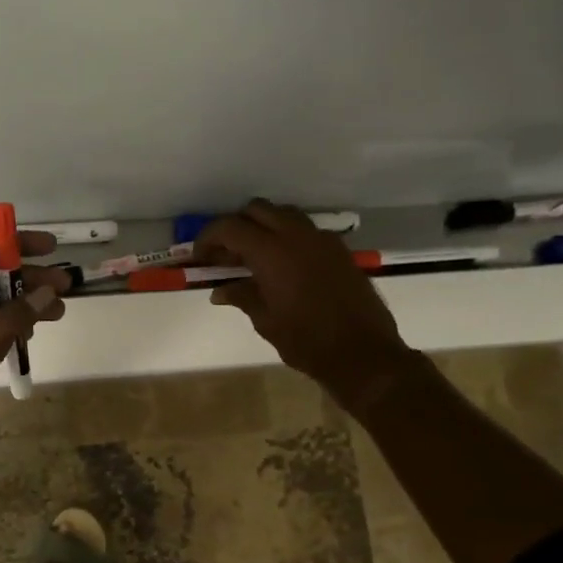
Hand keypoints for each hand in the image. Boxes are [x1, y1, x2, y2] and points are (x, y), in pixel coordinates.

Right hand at [194, 200, 412, 404]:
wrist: (363, 353)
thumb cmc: (306, 341)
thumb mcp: (266, 321)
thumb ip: (242, 297)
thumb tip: (220, 291)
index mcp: (272, 252)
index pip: (230, 228)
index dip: (209, 238)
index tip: (200, 256)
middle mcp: (296, 235)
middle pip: (257, 210)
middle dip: (235, 226)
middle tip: (225, 255)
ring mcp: (321, 239)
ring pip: (283, 214)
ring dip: (262, 227)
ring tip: (252, 258)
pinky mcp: (338, 250)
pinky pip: (305, 230)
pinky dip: (286, 237)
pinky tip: (282, 267)